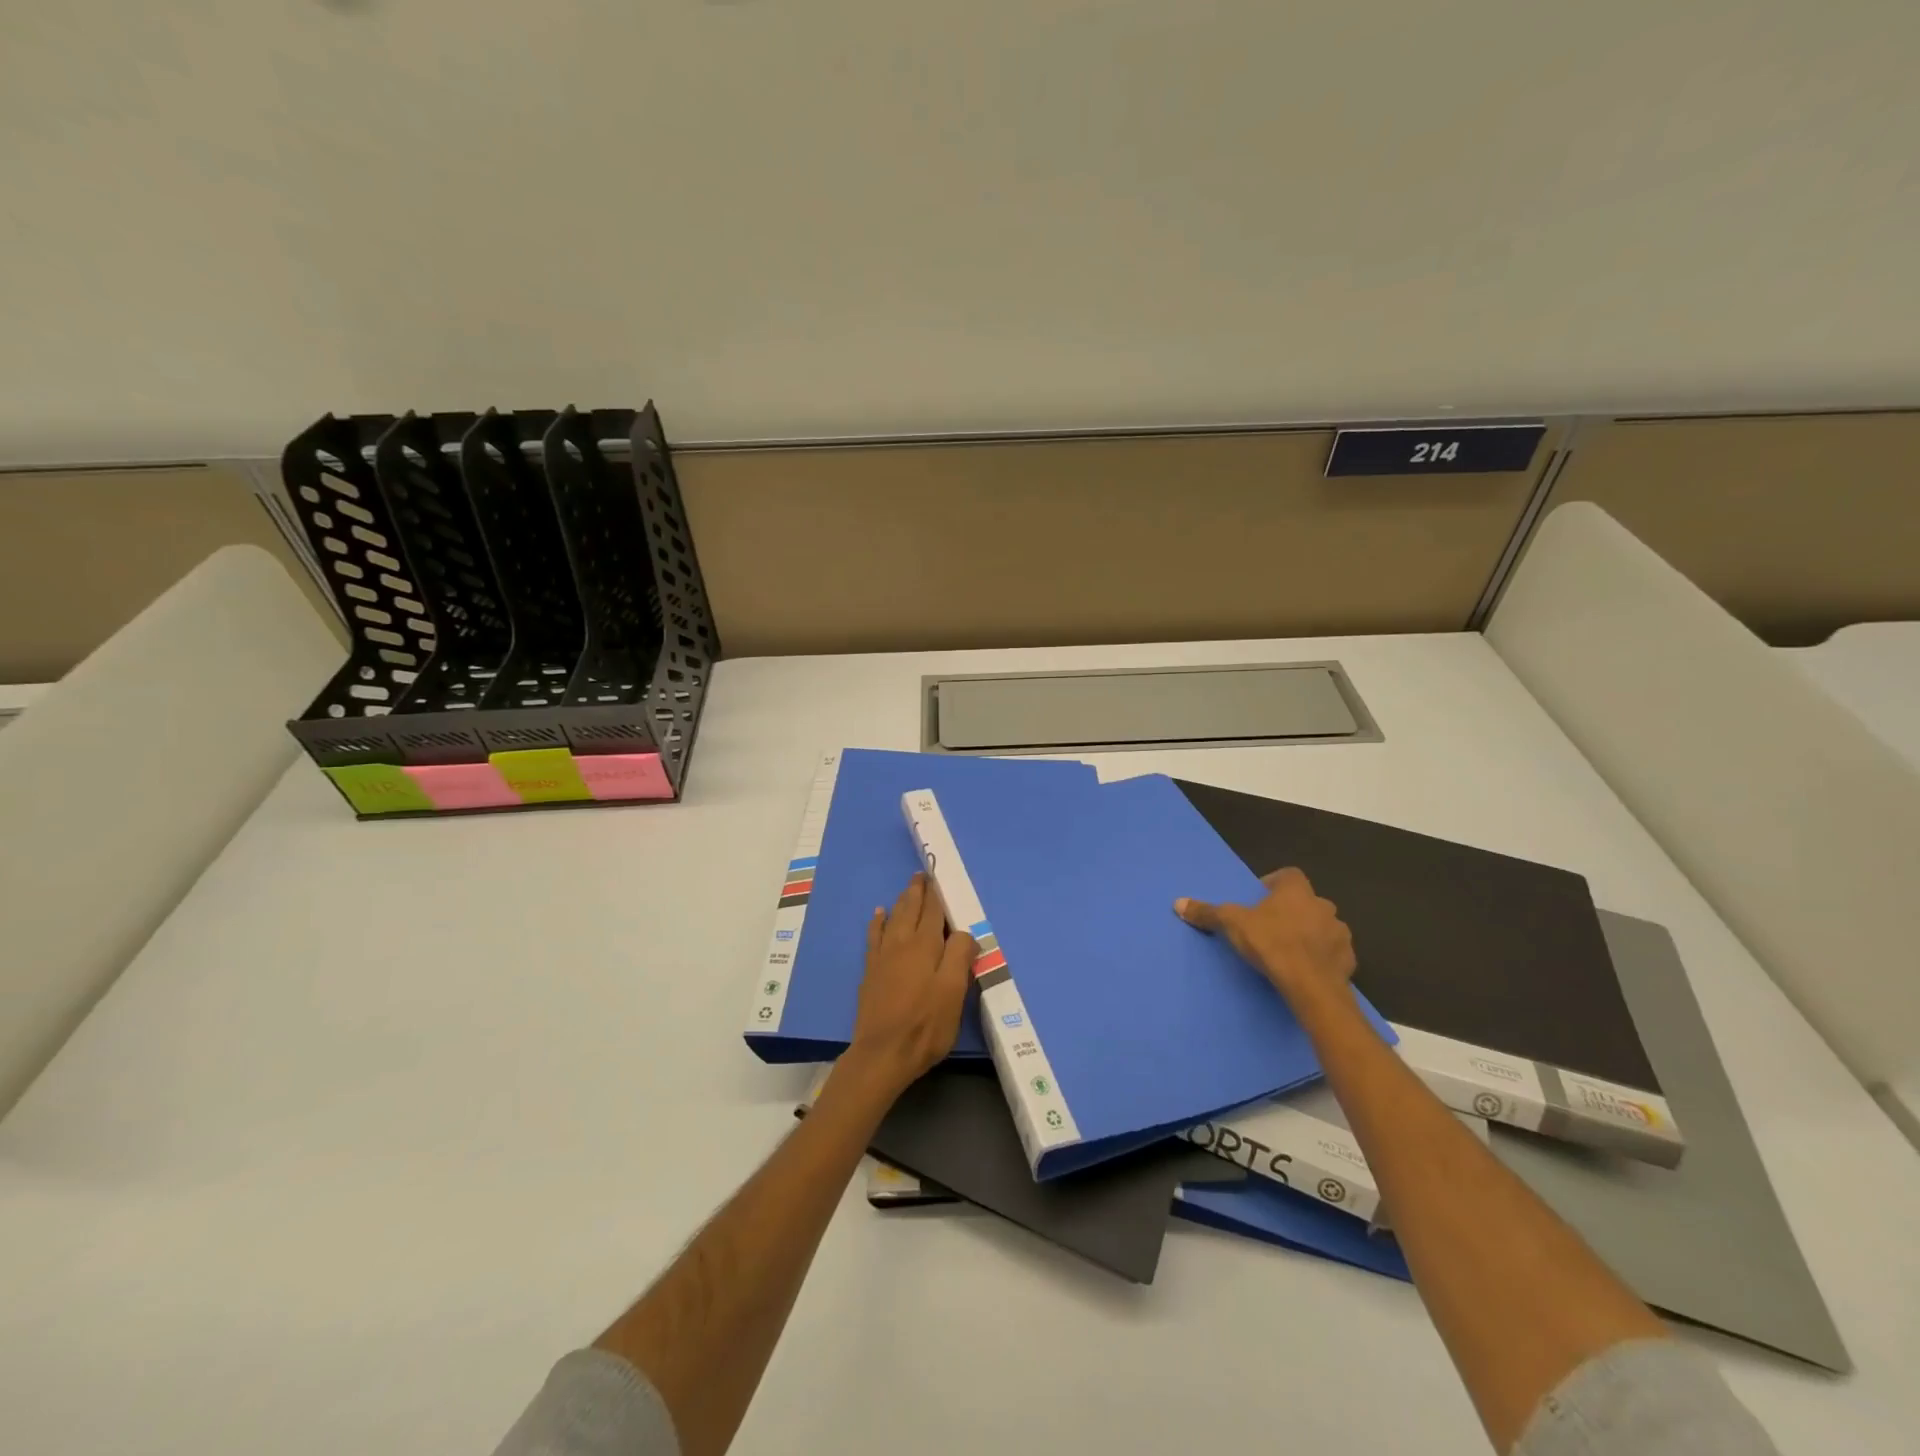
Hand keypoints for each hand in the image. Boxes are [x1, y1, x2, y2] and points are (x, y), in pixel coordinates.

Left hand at [842, 873, 976, 1099]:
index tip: (938, 877)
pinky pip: (874, 936)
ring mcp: (883, 957)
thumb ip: (960, 956)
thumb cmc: (925, 1025)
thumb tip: (964, 932)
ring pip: (893, 919)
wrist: (882, 1054)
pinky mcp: (871, 972)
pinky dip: (878, 922)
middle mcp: (902, 944)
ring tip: (908, 889)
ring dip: (901, 901)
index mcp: (926, 946)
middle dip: (918, 891)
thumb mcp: (954, 992)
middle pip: (910, 909)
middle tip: (922, 875)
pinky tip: (879, 914)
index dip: (937, 894)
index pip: (933, 912)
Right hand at [1174, 867, 1355, 1006]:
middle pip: (1307, 901)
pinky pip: (1334, 952)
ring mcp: (1339, 933)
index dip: (1275, 883)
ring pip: (1324, 926)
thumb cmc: (1271, 944)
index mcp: (1296, 891)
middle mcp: (1323, 905)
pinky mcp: (1348, 959)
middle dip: (1293, 910)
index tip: (1261, 897)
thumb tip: (1178, 903)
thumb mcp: (1232, 925)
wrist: (1311, 985)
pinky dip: (1323, 957)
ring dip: (1311, 933)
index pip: (1289, 875)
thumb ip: (1208, 912)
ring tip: (1290, 949)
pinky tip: (1308, 969)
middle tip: (1272, 926)